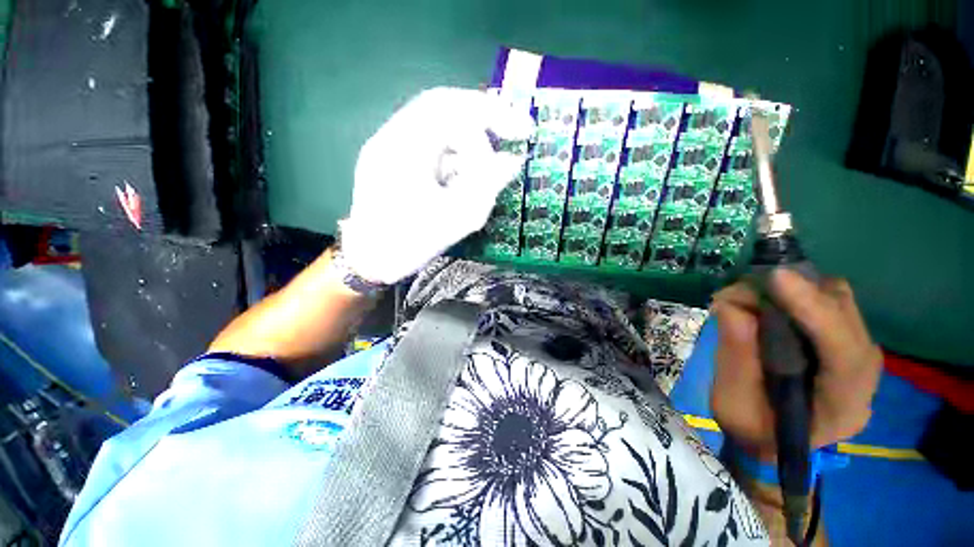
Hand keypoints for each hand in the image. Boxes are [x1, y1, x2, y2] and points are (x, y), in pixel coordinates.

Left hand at [339, 87, 534, 284]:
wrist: (369, 261)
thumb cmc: (410, 244)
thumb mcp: (457, 218)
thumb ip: (488, 185)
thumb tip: (513, 160)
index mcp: (403, 148)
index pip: (450, 107)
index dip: (490, 114)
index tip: (520, 131)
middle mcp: (391, 137)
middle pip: (442, 107)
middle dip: (482, 118)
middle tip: (512, 131)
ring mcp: (388, 147)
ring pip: (436, 126)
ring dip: (467, 141)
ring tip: (486, 167)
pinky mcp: (392, 160)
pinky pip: (429, 145)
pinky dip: (453, 154)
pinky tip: (463, 176)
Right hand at [710, 269, 882, 460]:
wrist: (773, 441)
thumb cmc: (751, 430)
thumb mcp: (732, 401)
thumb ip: (735, 354)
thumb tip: (730, 303)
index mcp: (843, 405)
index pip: (843, 350)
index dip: (813, 310)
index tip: (776, 278)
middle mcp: (863, 374)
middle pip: (845, 314)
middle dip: (796, 292)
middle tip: (741, 292)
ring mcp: (857, 353)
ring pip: (838, 300)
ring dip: (795, 289)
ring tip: (750, 297)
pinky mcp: (843, 338)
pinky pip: (827, 301)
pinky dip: (795, 293)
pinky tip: (766, 302)